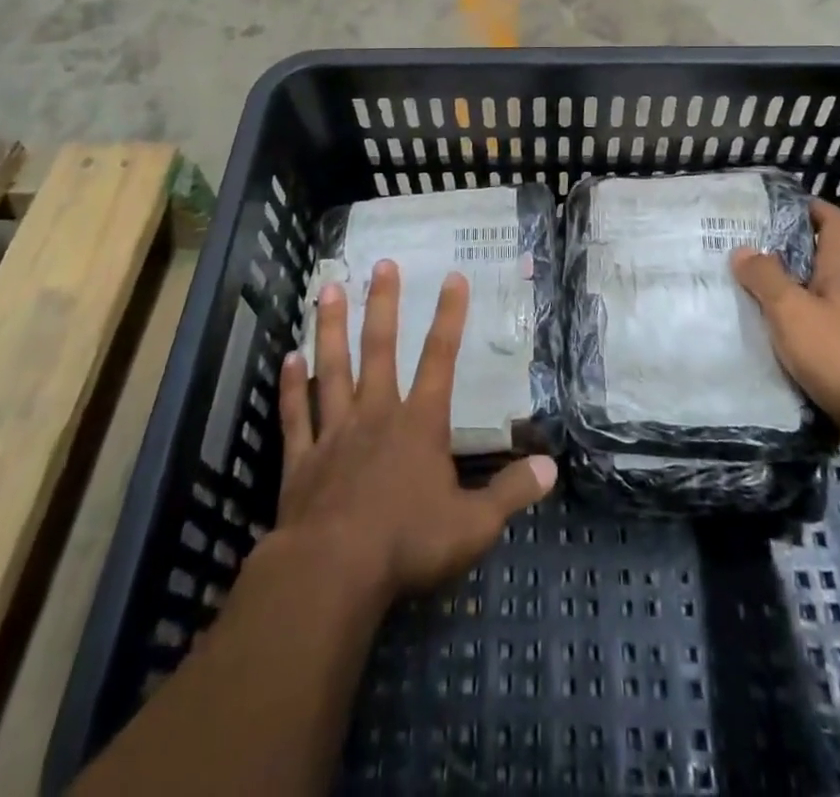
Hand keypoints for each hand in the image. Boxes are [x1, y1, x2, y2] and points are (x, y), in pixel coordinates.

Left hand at [277, 260, 557, 601]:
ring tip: (327, 288)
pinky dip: (291, 386)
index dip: (450, 317)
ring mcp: (334, 433)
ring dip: (330, 328)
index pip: (440, 359)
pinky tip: (287, 359)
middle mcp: (376, 415)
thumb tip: (551, 467)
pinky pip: (296, 414)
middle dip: (382, 304)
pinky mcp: (301, 459)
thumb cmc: (408, 545)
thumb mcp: (473, 525)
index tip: (453, 277)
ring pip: (332, 368)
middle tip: (381, 264)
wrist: (332, 574)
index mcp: (419, 424)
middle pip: (379, 349)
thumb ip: (511, 493)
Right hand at [733, 201, 839, 474]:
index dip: (811, 207)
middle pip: (817, 260)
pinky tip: (759, 336)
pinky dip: (786, 329)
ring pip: (810, 298)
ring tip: (740, 291)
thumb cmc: (839, 354)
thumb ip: (766, 278)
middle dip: (782, 252)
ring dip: (780, 293)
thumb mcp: (792, 310)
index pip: (834, 223)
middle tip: (741, 250)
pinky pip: (809, 333)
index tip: (778, 204)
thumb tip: (743, 250)